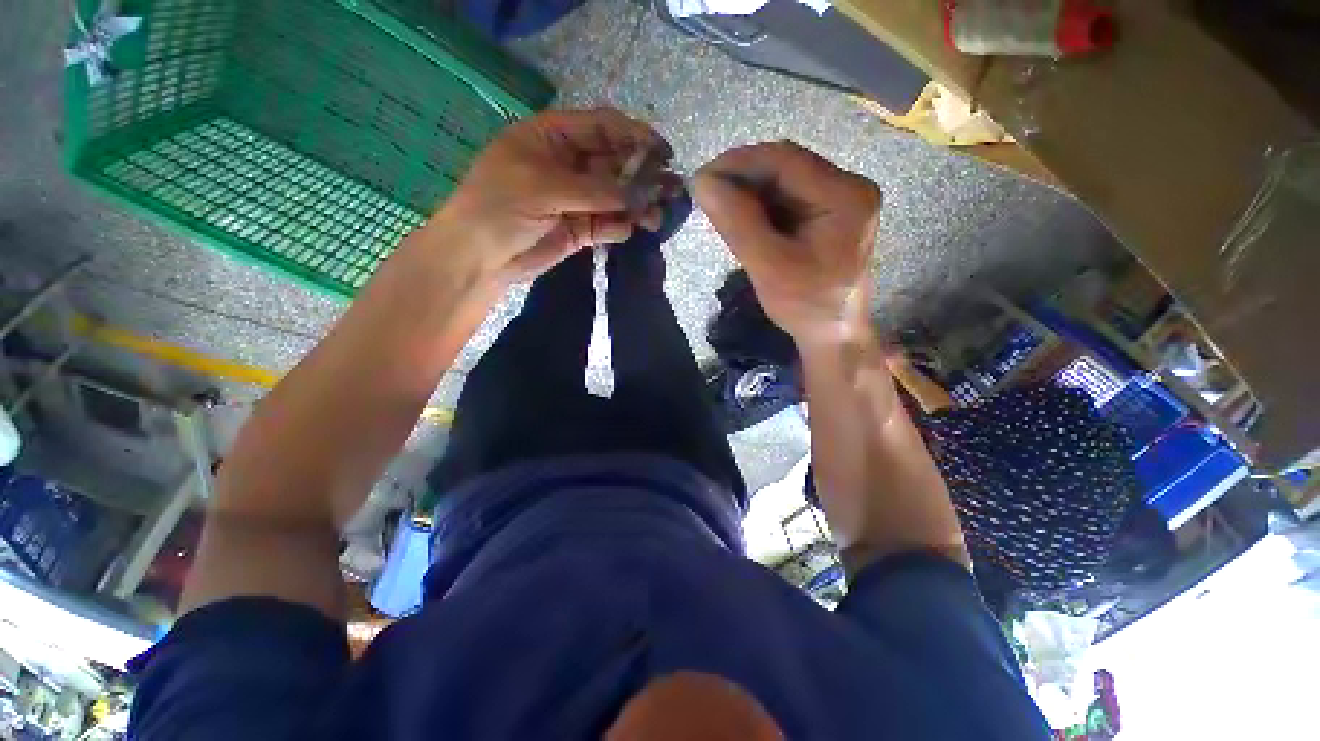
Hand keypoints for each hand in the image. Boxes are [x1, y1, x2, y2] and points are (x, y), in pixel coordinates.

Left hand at [421, 108, 669, 284]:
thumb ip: (596, 190)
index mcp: (554, 137)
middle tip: (670, 189)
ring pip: (616, 196)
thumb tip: (642, 193)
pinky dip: (620, 226)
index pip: (603, 127)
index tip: (664, 154)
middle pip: (615, 162)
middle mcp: (569, 164)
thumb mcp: (546, 188)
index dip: (635, 136)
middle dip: (643, 175)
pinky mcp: (580, 228)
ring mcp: (576, 198)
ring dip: (637, 204)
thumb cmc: (501, 208)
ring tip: (656, 217)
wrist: (481, 258)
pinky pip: (608, 223)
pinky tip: (627, 231)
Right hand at [694, 142, 880, 345]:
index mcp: (844, 196)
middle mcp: (848, 187)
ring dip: (749, 192)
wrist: (832, 333)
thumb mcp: (768, 266)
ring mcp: (840, 200)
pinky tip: (742, 218)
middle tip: (708, 195)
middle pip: (787, 166)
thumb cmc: (804, 305)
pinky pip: (788, 198)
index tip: (702, 178)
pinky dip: (761, 206)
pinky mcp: (829, 214)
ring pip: (784, 181)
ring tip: (720, 208)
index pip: (786, 160)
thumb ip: (737, 223)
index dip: (739, 162)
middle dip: (743, 178)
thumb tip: (702, 182)